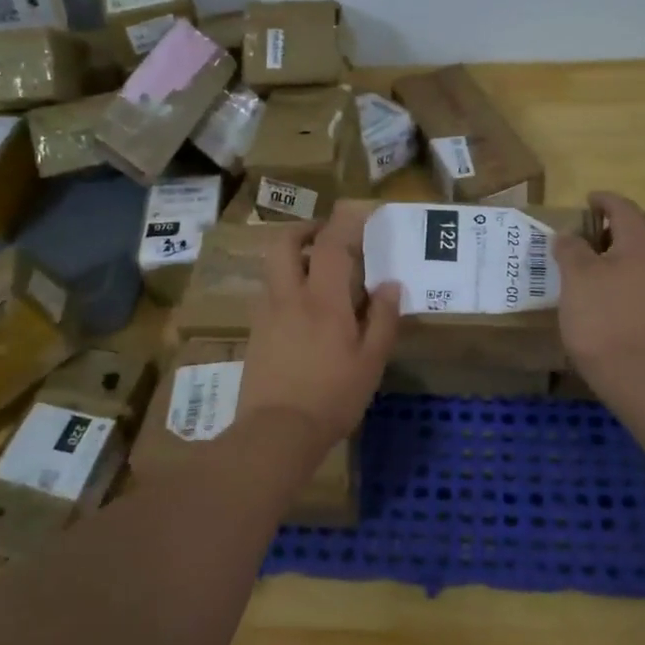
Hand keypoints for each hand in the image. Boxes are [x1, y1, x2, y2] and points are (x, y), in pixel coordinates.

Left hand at [238, 207, 399, 456]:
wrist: (277, 432)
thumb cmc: (332, 397)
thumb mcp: (371, 361)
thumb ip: (382, 319)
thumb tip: (389, 284)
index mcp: (323, 300)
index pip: (331, 244)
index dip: (346, 221)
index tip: (362, 212)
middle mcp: (289, 296)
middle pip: (284, 243)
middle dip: (304, 229)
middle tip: (327, 236)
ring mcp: (266, 313)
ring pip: (273, 268)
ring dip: (293, 256)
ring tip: (318, 273)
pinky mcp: (255, 333)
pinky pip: (269, 293)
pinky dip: (286, 285)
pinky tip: (304, 311)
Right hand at [554, 192, 644, 392]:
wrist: (639, 373)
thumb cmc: (602, 318)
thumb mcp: (576, 278)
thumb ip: (571, 249)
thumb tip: (568, 235)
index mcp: (640, 240)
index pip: (623, 207)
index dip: (603, 200)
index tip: (587, 201)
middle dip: (627, 221)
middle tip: (599, 233)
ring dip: (633, 247)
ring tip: (603, 263)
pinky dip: (638, 270)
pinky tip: (617, 289)